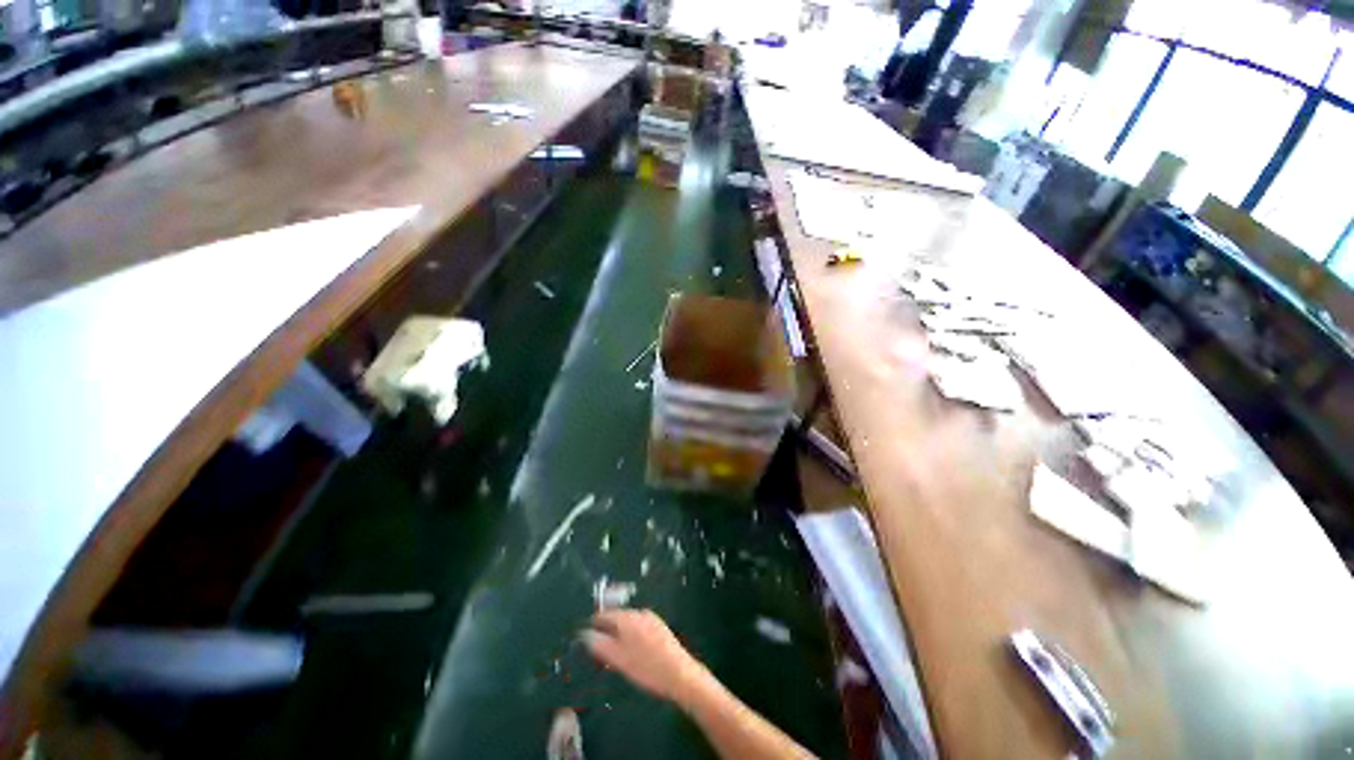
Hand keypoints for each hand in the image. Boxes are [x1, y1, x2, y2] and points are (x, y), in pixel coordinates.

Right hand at [583, 609, 708, 703]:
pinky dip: (631, 636)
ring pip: (628, 623)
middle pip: (616, 618)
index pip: (603, 615)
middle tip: (599, 652)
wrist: (680, 673)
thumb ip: (599, 645)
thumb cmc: (646, 668)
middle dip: (606, 631)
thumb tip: (583, 634)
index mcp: (626, 618)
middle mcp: (638, 612)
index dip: (592, 626)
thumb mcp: (617, 659)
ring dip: (619, 634)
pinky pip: (639, 627)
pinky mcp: (660, 627)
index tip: (584, 640)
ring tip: (615, 655)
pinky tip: (633, 653)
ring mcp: (651, 618)